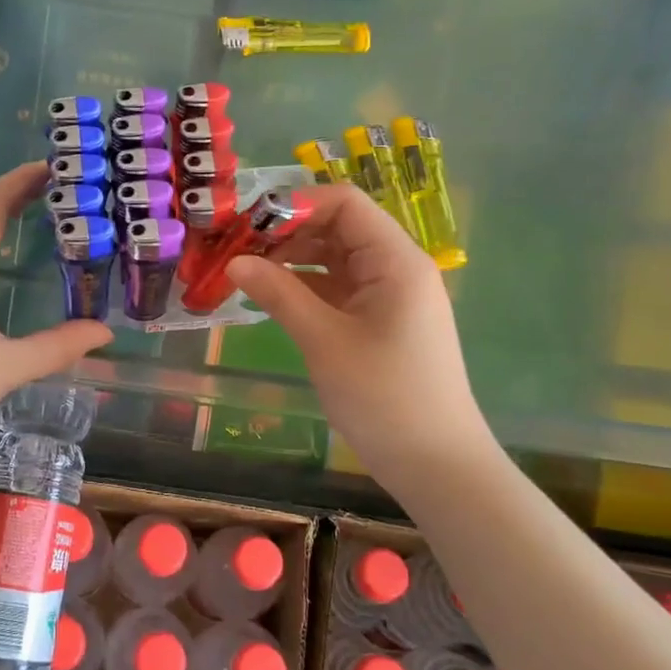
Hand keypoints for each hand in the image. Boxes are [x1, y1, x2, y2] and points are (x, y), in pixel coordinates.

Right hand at [227, 185, 490, 487]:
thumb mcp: (324, 341)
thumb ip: (279, 294)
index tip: (248, 224)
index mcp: (395, 260)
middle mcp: (396, 267)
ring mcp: (389, 296)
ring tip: (245, 271)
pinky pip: (338, 288)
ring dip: (292, 259)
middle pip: (338, 227)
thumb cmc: (384, 397)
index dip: (296, 204)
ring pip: (335, 258)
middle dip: (287, 231)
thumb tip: (234, 262)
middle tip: (237, 248)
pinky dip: (305, 286)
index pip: (344, 204)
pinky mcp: (380, 321)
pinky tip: (271, 296)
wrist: (436, 465)